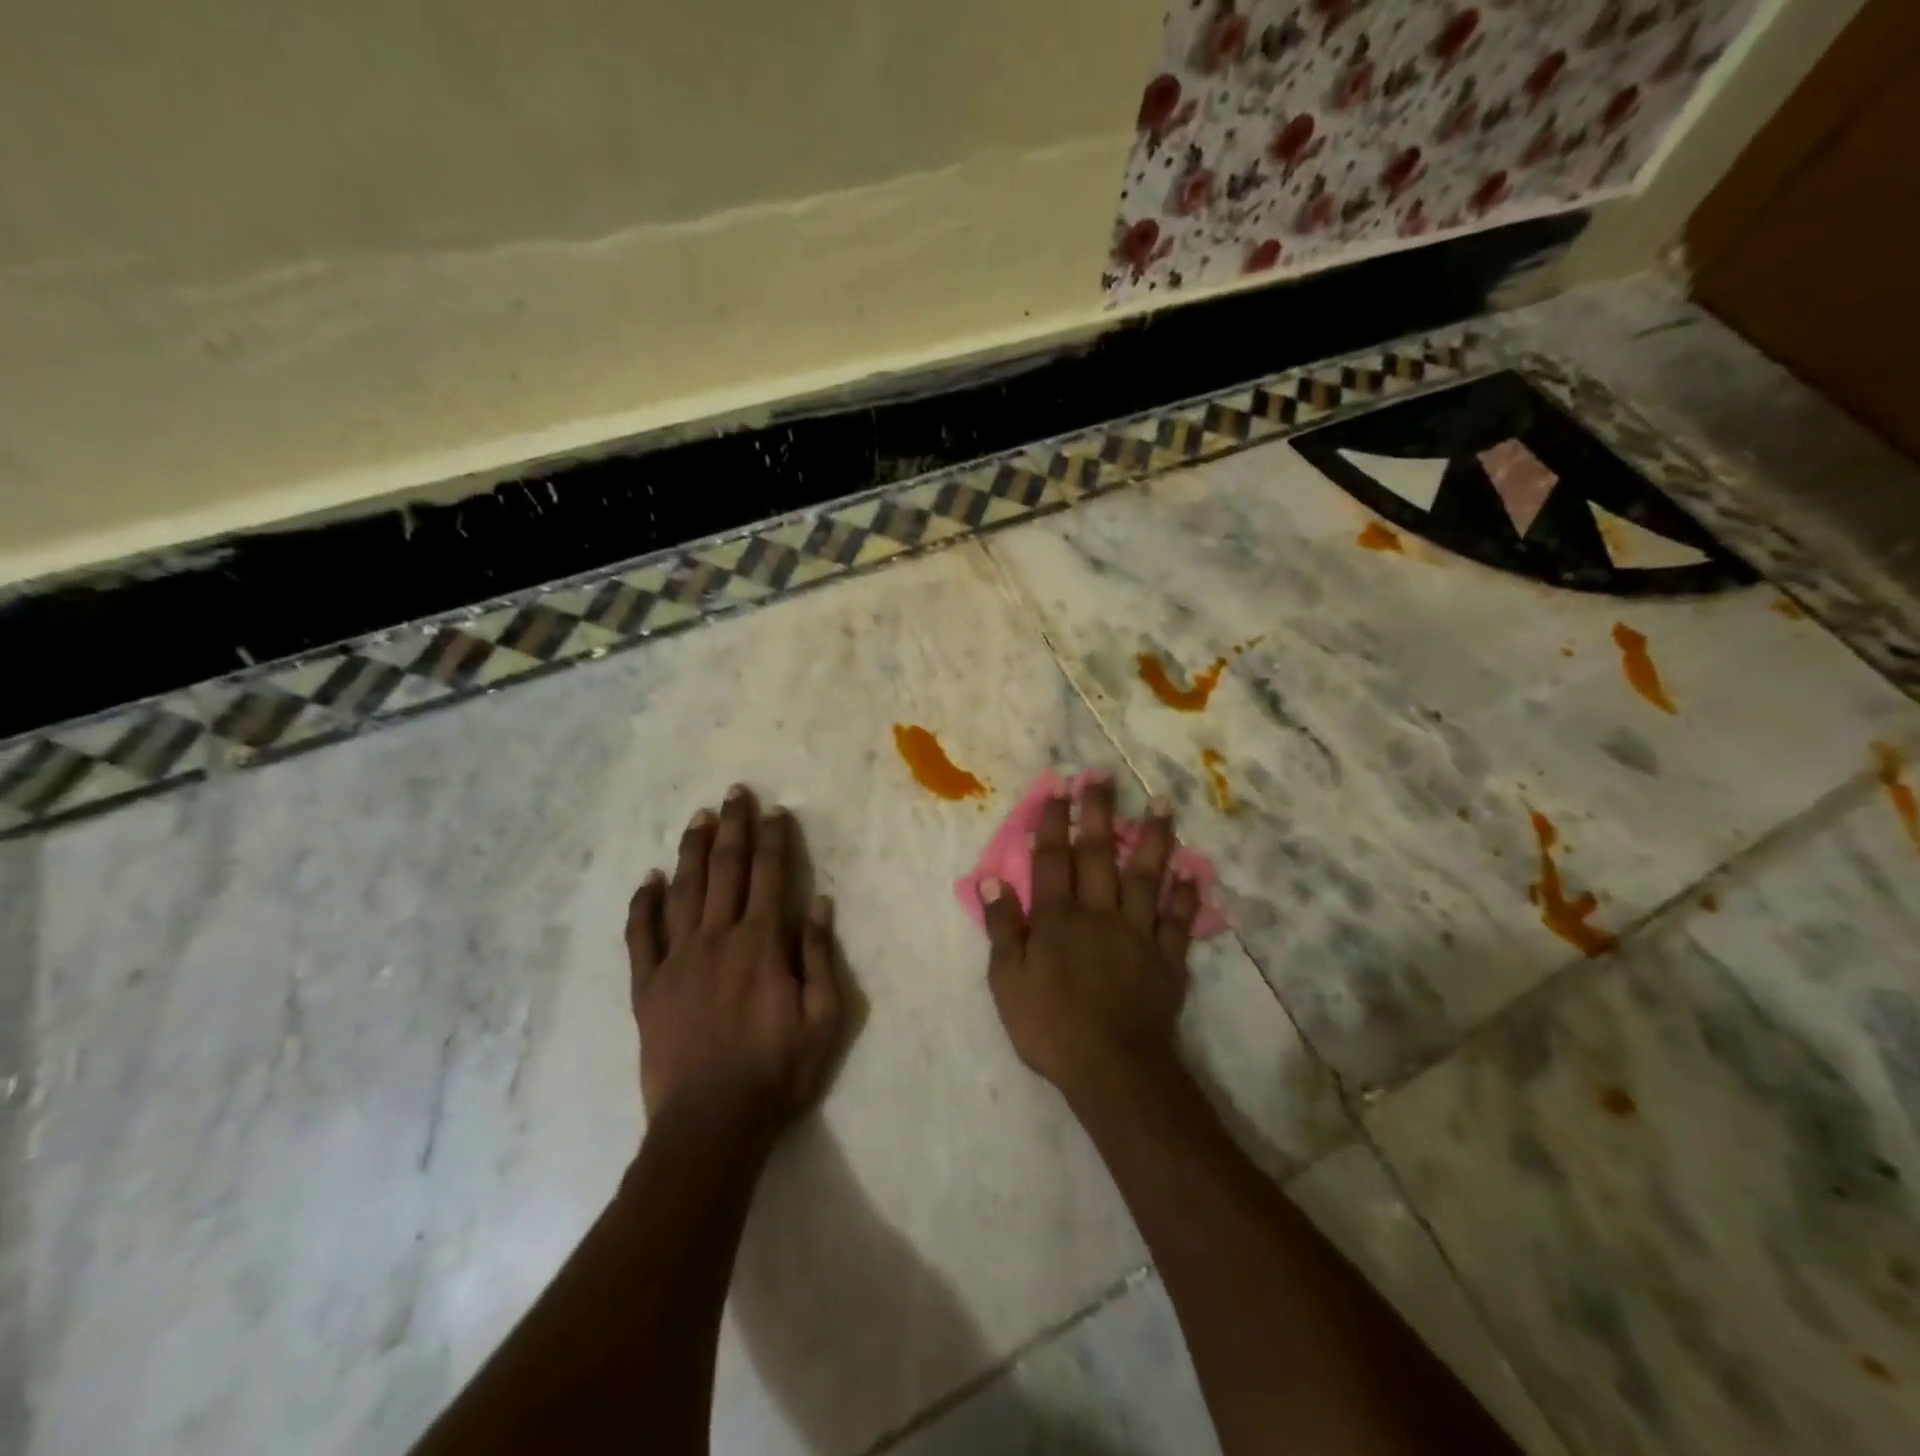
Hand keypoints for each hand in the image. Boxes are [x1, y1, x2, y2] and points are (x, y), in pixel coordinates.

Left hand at [626, 786, 845, 1134]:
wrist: (712, 1123)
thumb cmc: (778, 1070)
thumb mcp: (824, 1017)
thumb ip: (819, 955)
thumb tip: (819, 901)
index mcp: (761, 943)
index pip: (769, 874)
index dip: (773, 838)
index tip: (774, 811)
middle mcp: (717, 938)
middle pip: (726, 869)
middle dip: (733, 826)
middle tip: (735, 792)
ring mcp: (677, 960)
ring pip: (683, 890)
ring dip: (692, 850)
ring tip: (699, 817)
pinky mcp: (647, 986)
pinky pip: (641, 935)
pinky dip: (644, 903)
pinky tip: (649, 879)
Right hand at [980, 773, 1201, 1104]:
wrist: (1112, 1068)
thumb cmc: (1050, 1027)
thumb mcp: (1007, 982)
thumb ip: (1002, 928)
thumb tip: (991, 880)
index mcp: (1057, 918)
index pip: (1053, 859)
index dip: (1054, 821)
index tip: (1059, 787)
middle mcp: (1098, 913)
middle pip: (1098, 854)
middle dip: (1099, 812)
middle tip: (1103, 775)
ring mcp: (1137, 932)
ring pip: (1145, 876)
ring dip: (1153, 838)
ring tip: (1161, 803)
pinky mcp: (1167, 957)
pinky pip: (1178, 919)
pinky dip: (1187, 893)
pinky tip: (1193, 867)